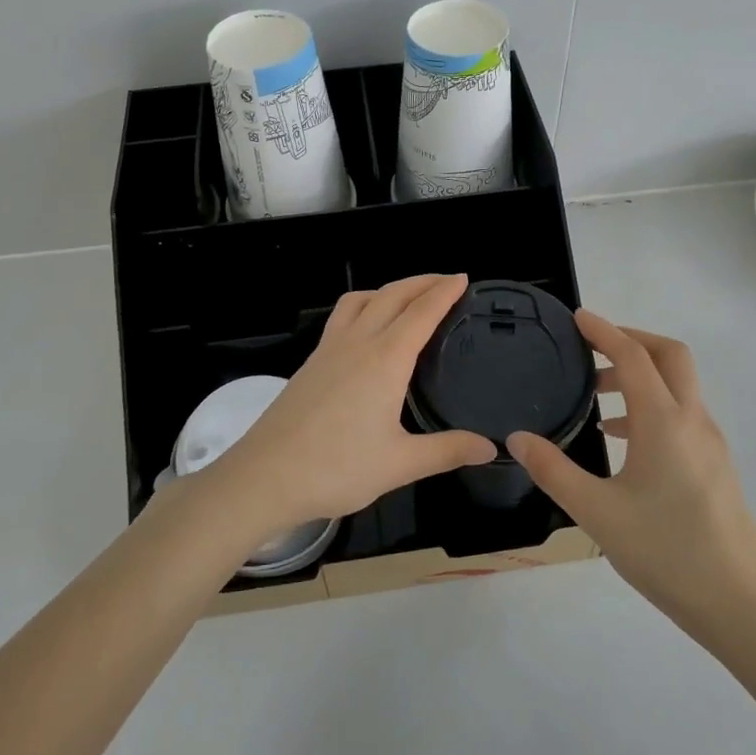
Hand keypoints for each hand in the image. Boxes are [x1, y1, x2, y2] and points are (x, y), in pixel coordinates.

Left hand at [205, 274, 496, 531]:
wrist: (265, 476)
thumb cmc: (336, 468)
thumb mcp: (400, 464)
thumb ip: (447, 451)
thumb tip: (490, 448)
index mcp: (384, 360)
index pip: (421, 313)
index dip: (444, 292)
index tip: (462, 278)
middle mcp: (357, 343)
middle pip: (391, 295)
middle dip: (421, 282)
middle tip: (445, 281)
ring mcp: (328, 350)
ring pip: (360, 300)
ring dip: (388, 289)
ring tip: (406, 298)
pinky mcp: (310, 363)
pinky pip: (341, 317)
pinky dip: (363, 306)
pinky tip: (366, 331)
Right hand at [509, 312, 755, 644]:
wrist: (740, 605)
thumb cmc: (665, 553)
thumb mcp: (596, 512)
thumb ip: (553, 470)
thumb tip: (516, 438)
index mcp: (664, 423)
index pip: (634, 357)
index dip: (604, 331)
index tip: (578, 318)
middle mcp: (693, 421)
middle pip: (670, 356)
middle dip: (632, 340)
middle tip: (593, 347)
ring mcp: (710, 443)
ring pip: (679, 385)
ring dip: (641, 375)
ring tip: (598, 396)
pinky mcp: (716, 465)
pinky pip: (683, 413)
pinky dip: (652, 405)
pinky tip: (623, 440)